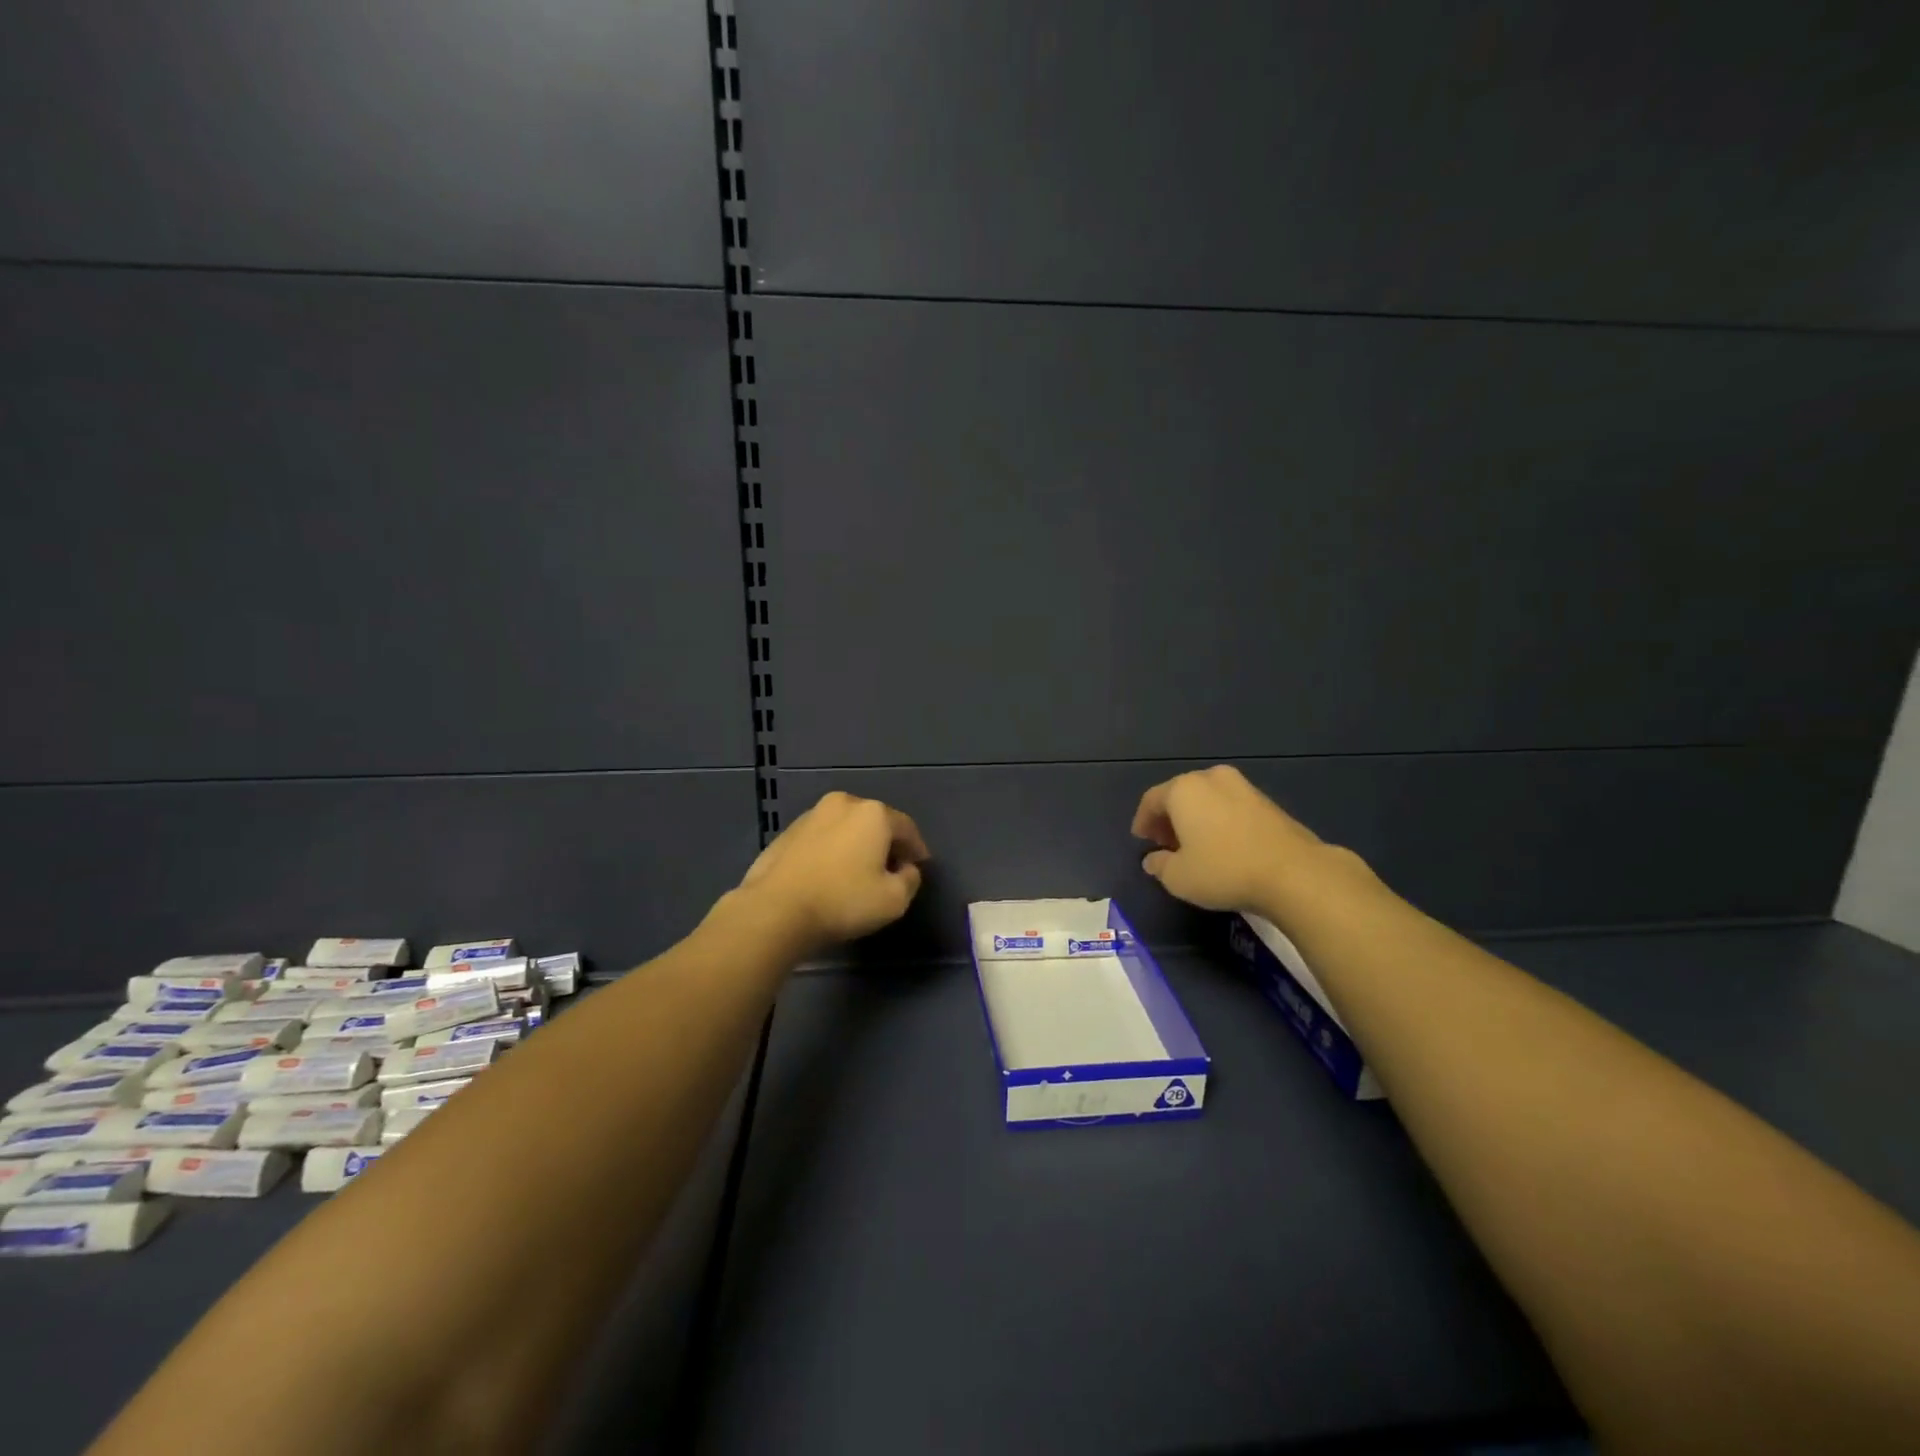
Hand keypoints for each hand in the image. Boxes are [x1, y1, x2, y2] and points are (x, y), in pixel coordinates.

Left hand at [737, 790, 930, 950]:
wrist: (775, 909)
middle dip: (885, 843)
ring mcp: (811, 815)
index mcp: (873, 814)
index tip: (919, 866)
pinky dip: (831, 850)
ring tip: (857, 871)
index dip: (917, 848)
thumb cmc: (843, 901)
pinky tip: (829, 874)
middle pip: (875, 822)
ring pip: (845, 827)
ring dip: (856, 844)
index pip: (906, 827)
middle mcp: (843, 804)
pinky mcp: (787, 832)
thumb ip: (910, 880)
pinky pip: (821, 838)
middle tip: (890, 868)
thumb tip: (906, 869)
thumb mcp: (894, 900)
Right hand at [1131, 765, 1342, 914]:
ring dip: (1195, 818)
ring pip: (1207, 798)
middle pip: (1180, 795)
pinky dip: (1219, 820)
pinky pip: (1230, 806)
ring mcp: (1243, 786)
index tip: (1141, 841)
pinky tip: (1223, 845)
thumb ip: (1159, 866)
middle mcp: (1211, 778)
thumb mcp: (1178, 877)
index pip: (1151, 800)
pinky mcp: (1267, 801)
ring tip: (1195, 846)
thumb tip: (1152, 860)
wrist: (1293, 872)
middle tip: (1165, 843)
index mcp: (1183, 789)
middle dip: (1169, 818)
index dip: (1143, 821)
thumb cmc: (1224, 870)